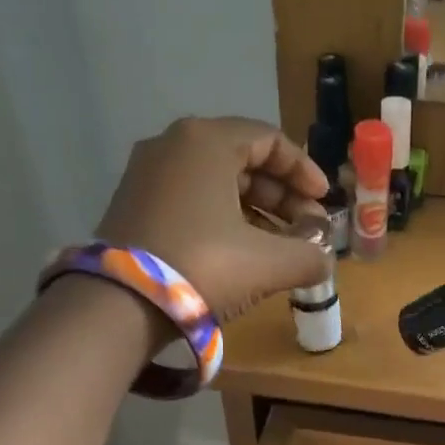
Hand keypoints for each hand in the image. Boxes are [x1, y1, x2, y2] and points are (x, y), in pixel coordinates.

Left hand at [95, 117, 330, 322]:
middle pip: (243, 160)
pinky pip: (192, 199)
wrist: (120, 305)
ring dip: (257, 211)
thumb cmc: (203, 266)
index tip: (324, 202)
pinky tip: (243, 252)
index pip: (269, 140)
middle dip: (282, 196)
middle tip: (307, 230)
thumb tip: (324, 258)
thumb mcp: (269, 263)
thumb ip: (309, 255)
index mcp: (206, 141)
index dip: (304, 171)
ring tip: (281, 247)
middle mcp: (172, 145)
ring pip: (217, 183)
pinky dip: (224, 218)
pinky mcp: (134, 205)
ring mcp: (147, 174)